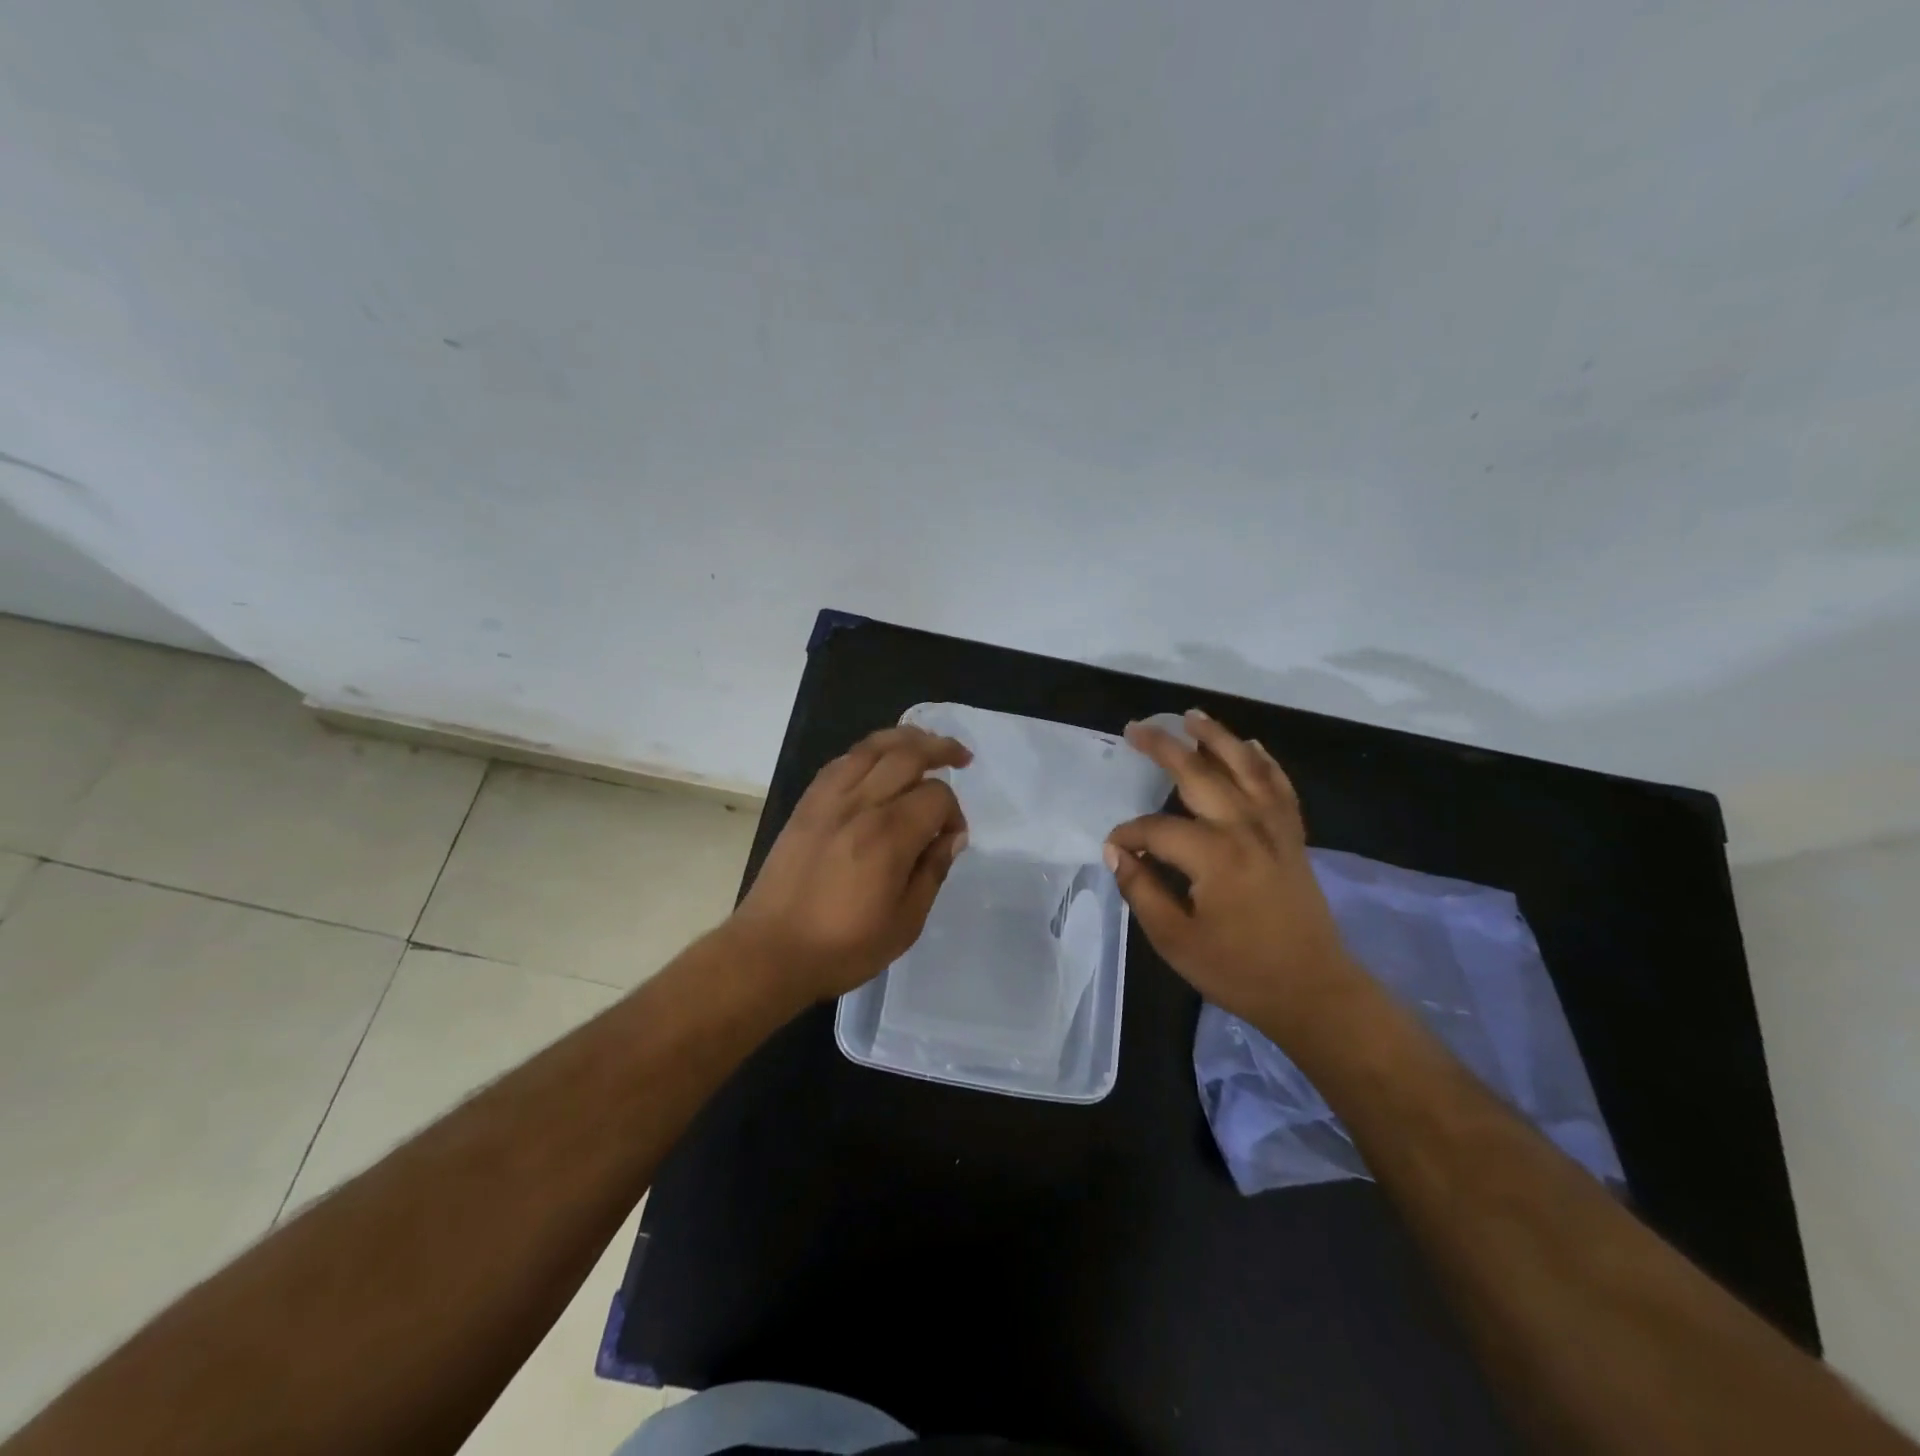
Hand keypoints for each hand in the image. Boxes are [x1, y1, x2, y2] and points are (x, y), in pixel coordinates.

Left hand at [731, 725, 970, 1000]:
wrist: (770, 951)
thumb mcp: (905, 923)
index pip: (936, 796)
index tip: (952, 837)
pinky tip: (878, 760)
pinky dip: (867, 751)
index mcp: (888, 836)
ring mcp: (828, 799)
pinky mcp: (806, 803)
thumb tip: (952, 837)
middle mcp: (860, 805)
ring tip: (925, 742)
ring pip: (872, 746)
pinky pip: (841, 761)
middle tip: (962, 757)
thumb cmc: (843, 947)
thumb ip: (932, 872)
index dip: (954, 812)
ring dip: (905, 738)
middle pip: (907, 754)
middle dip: (941, 749)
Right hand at [1105, 710, 1364, 1041]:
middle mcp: (1245, 828)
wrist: (1313, 990)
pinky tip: (1251, 746)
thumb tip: (1116, 852)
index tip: (1114, 850)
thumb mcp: (1175, 939)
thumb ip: (1141, 890)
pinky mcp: (1293, 837)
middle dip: (1164, 748)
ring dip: (1216, 737)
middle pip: (1199, 773)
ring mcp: (1275, 828)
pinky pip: (1279, 786)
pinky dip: (1264, 762)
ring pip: (1244, 767)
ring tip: (1191, 716)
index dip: (1128, 836)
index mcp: (1213, 854)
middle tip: (1137, 728)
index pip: (1155, 829)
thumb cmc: (1239, 970)